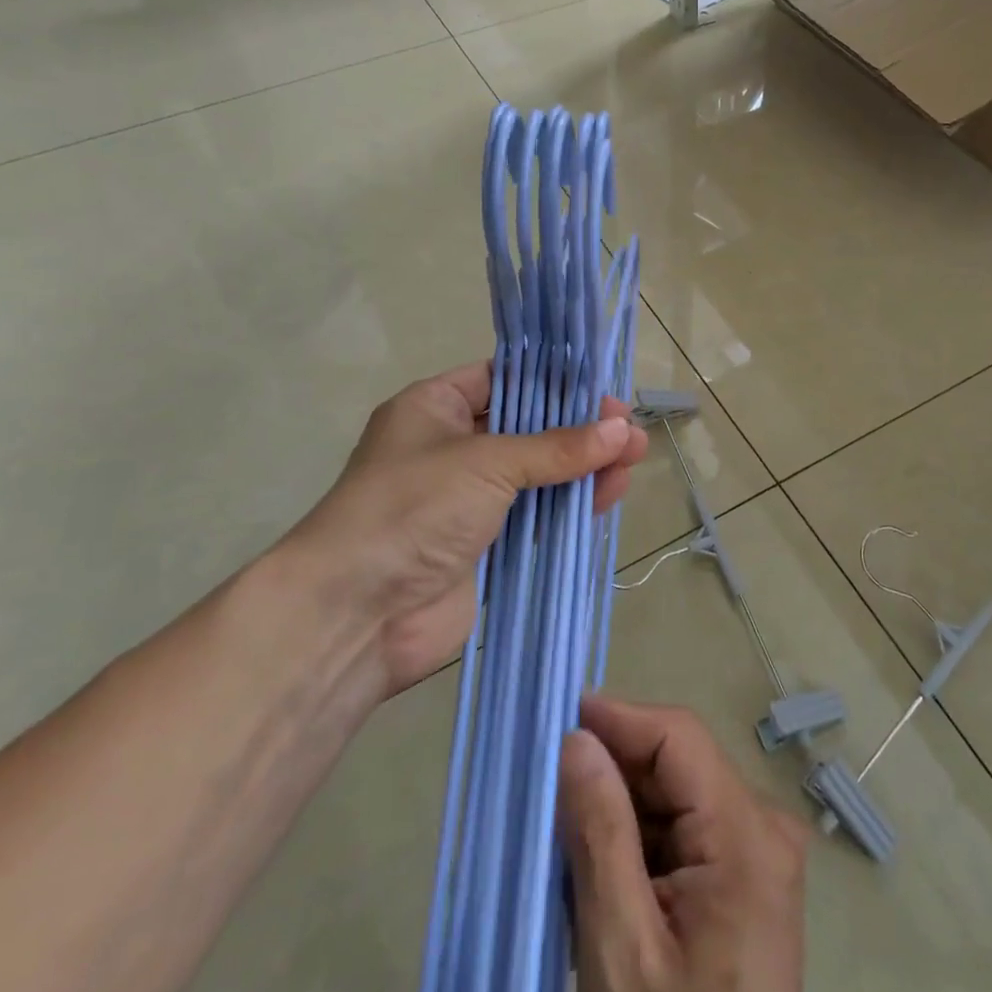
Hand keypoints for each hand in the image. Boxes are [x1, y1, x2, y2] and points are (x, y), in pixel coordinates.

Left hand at [284, 361, 647, 695]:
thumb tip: (622, 428)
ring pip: (538, 472)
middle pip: (528, 427)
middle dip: (579, 426)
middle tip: (628, 427)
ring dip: (583, 466)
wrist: (357, 613)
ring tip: (634, 458)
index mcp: (435, 407)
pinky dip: (572, 504)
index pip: (503, 378)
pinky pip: (538, 515)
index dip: (553, 380)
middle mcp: (452, 447)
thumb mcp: (487, 462)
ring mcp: (470, 498)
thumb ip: (557, 447)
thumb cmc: (413, 507)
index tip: (602, 385)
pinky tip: (611, 493)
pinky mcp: (487, 544)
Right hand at [560, 696, 807, 991]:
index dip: (618, 718)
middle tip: (548, 792)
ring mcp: (759, 853)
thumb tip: (575, 739)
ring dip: (621, 809)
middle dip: (612, 771)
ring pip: (676, 795)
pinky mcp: (746, 878)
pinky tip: (602, 873)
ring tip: (567, 842)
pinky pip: (685, 830)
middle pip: (677, 764)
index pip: (677, 736)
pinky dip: (640, 841)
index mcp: (746, 834)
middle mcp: (763, 826)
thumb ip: (599, 832)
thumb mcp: (621, 947)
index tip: (556, 719)